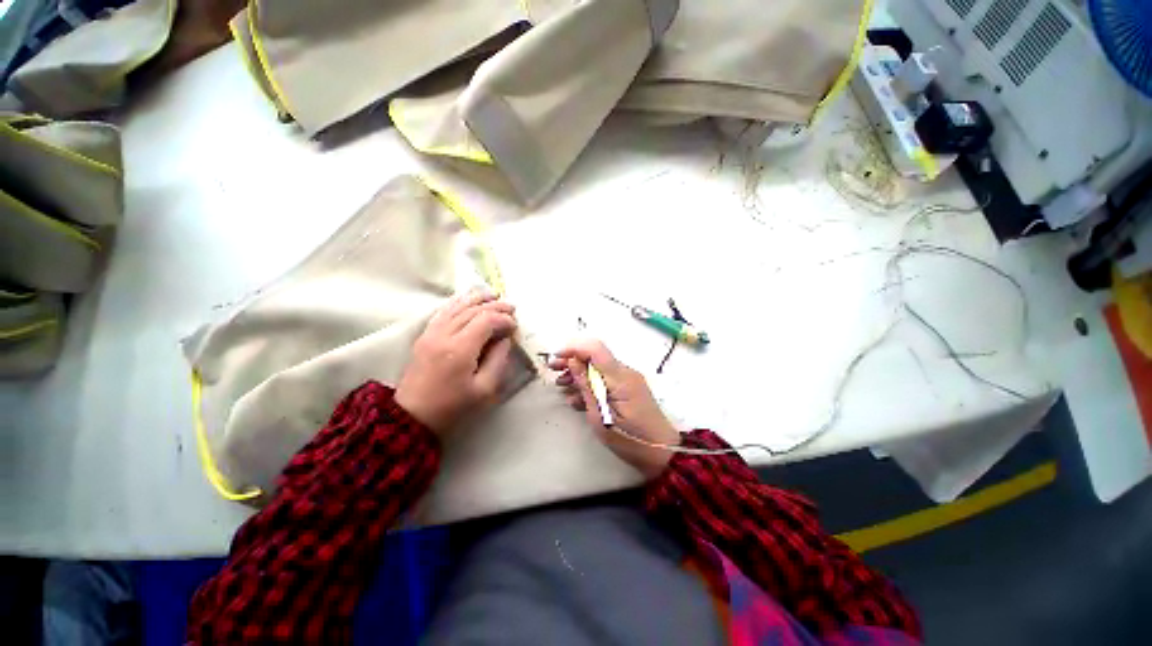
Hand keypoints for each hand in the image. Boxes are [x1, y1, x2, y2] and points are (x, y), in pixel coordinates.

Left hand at [396, 288, 517, 432]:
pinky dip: (458, 302)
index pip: (485, 321)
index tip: (515, 326)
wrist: (412, 417)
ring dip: (477, 298)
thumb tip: (505, 340)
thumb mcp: (485, 390)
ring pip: (456, 306)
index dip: (503, 319)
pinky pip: (443, 311)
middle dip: (495, 306)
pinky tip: (468, 299)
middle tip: (511, 308)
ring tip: (494, 295)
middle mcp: (444, 335)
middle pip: (472, 310)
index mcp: (459, 350)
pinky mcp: (424, 336)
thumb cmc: (452, 407)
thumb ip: (499, 361)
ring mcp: (431, 333)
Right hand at [549, 339, 680, 477]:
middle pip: (595, 356)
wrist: (661, 452)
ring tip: (561, 386)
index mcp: (620, 378)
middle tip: (553, 370)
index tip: (556, 357)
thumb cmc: (630, 439)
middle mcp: (625, 372)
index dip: (573, 348)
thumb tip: (573, 362)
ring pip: (598, 368)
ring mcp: (627, 380)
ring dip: (578, 373)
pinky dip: (590, 384)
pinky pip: (605, 379)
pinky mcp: (628, 388)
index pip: (595, 349)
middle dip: (572, 360)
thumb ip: (587, 387)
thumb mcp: (601, 417)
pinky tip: (576, 398)